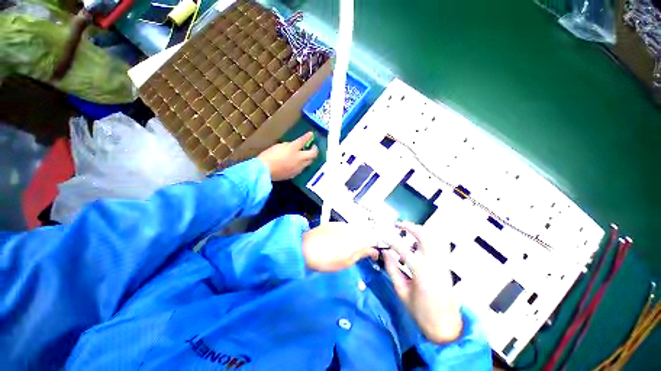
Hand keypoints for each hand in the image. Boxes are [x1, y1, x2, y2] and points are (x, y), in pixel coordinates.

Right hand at [258, 132, 317, 180]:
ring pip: (309, 162)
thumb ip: (288, 145)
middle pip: (313, 154)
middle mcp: (298, 158)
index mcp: (293, 149)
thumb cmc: (268, 156)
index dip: (308, 136)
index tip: (311, 134)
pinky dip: (302, 164)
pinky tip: (298, 163)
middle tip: (313, 147)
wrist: (264, 171)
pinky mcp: (295, 174)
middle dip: (315, 150)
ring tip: (306, 155)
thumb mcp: (278, 146)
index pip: (303, 141)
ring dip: (309, 158)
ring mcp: (298, 167)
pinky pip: (302, 168)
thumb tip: (293, 146)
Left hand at [302, 222, 378, 271]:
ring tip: (347, 248)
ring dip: (355, 237)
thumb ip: (361, 253)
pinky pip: (345, 227)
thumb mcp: (347, 262)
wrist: (305, 249)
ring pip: (355, 229)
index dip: (374, 249)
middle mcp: (351, 228)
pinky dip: (346, 233)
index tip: (372, 256)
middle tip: (358, 253)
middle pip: (364, 233)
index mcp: (356, 238)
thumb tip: (372, 251)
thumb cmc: (327, 260)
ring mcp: (341, 224)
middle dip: (364, 242)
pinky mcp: (333, 223)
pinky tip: (337, 241)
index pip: (372, 240)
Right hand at [384, 222, 461, 343]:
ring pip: (434, 238)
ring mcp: (442, 264)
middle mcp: (434, 264)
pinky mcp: (445, 266)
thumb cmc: (421, 312)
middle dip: (410, 227)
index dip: (391, 241)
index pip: (403, 249)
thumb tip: (385, 252)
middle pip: (424, 236)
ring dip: (419, 231)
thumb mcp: (402, 292)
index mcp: (421, 272)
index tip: (383, 236)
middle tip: (398, 225)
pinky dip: (426, 239)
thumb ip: (392, 269)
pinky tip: (416, 242)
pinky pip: (437, 245)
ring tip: (407, 230)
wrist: (446, 328)